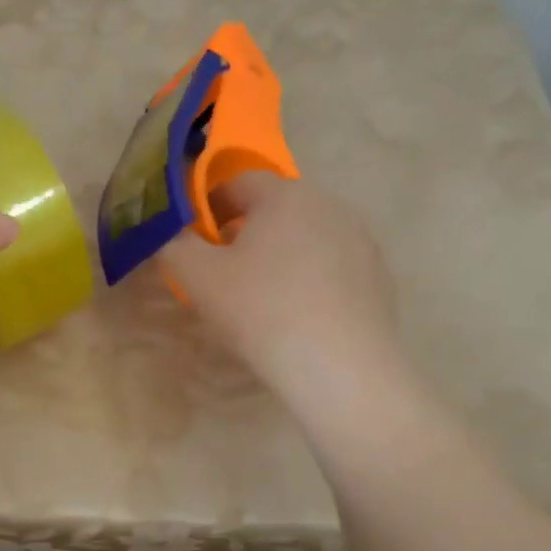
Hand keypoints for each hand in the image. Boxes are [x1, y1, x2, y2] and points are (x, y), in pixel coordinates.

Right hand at [161, 173, 399, 398]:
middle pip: (274, 208)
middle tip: (223, 273)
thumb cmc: (261, 310)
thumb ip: (174, 244)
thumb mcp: (197, 276)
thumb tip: (172, 234)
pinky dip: (310, 280)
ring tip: (262, 298)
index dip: (208, 207)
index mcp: (285, 195)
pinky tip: (299, 316)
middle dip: (244, 232)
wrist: (340, 368)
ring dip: (279, 255)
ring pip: (305, 237)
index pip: (237, 182)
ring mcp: (360, 241)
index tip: (194, 242)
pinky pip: (331, 267)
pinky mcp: (378, 277)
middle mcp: (329, 206)